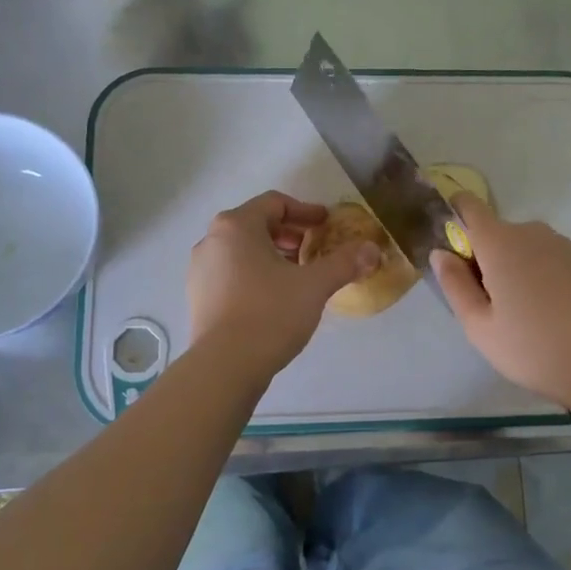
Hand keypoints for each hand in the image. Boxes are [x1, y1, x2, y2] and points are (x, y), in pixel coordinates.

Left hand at [188, 191, 380, 377]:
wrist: (224, 366)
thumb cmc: (270, 313)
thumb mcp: (314, 285)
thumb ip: (344, 263)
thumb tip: (372, 249)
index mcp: (236, 226)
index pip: (275, 203)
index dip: (305, 211)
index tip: (327, 225)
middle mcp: (212, 240)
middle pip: (256, 225)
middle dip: (289, 235)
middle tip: (315, 250)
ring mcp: (200, 270)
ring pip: (242, 250)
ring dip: (272, 256)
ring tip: (298, 276)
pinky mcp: (198, 297)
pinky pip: (230, 273)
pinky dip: (254, 274)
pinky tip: (274, 298)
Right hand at [432, 194, 570, 409]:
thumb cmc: (532, 348)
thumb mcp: (479, 325)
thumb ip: (454, 284)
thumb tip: (440, 253)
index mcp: (500, 242)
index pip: (469, 206)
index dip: (454, 215)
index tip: (449, 246)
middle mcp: (531, 232)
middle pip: (495, 231)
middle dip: (482, 256)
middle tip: (483, 302)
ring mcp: (561, 245)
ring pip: (521, 246)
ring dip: (510, 266)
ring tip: (516, 312)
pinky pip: (544, 258)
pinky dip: (535, 274)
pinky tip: (544, 313)